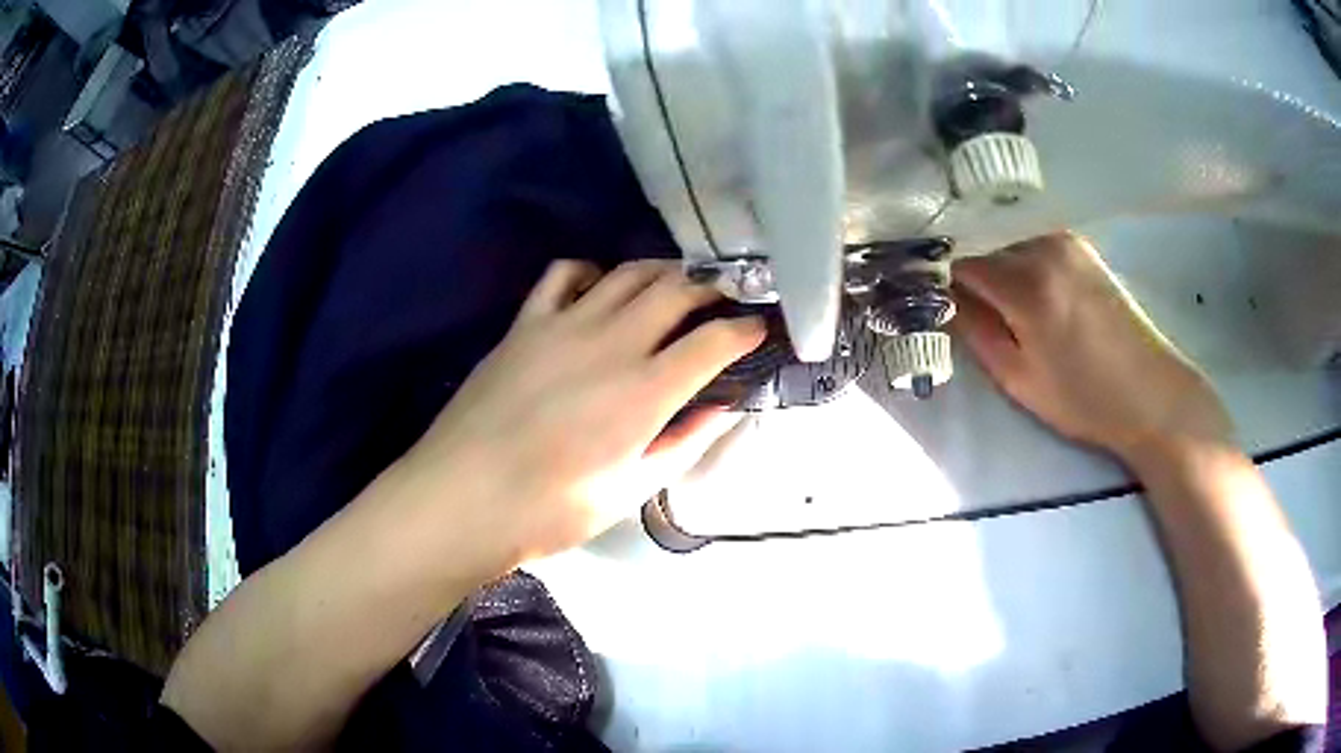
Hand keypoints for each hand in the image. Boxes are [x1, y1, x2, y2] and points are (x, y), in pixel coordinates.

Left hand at [392, 260, 764, 575]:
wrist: (461, 498)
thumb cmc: (549, 511)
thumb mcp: (629, 491)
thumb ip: (682, 443)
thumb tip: (722, 409)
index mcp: (645, 392)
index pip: (715, 341)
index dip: (746, 329)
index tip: (759, 328)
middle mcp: (612, 343)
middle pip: (677, 290)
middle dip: (712, 288)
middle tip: (724, 299)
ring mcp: (564, 325)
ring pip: (628, 273)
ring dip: (662, 272)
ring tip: (676, 287)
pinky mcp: (526, 324)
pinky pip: (565, 274)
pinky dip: (593, 272)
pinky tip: (599, 291)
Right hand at [952, 233, 1233, 461]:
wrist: (1149, 392)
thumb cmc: (1084, 398)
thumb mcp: (1019, 379)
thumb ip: (975, 332)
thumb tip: (942, 300)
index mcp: (1025, 285)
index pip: (959, 260)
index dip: (938, 276)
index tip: (928, 293)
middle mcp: (1042, 247)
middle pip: (982, 243)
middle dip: (966, 268)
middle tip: (961, 301)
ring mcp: (1064, 240)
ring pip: (1006, 238)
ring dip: (993, 261)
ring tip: (998, 298)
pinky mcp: (1080, 245)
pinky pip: (1031, 240)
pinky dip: (1017, 256)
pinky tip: (1025, 285)